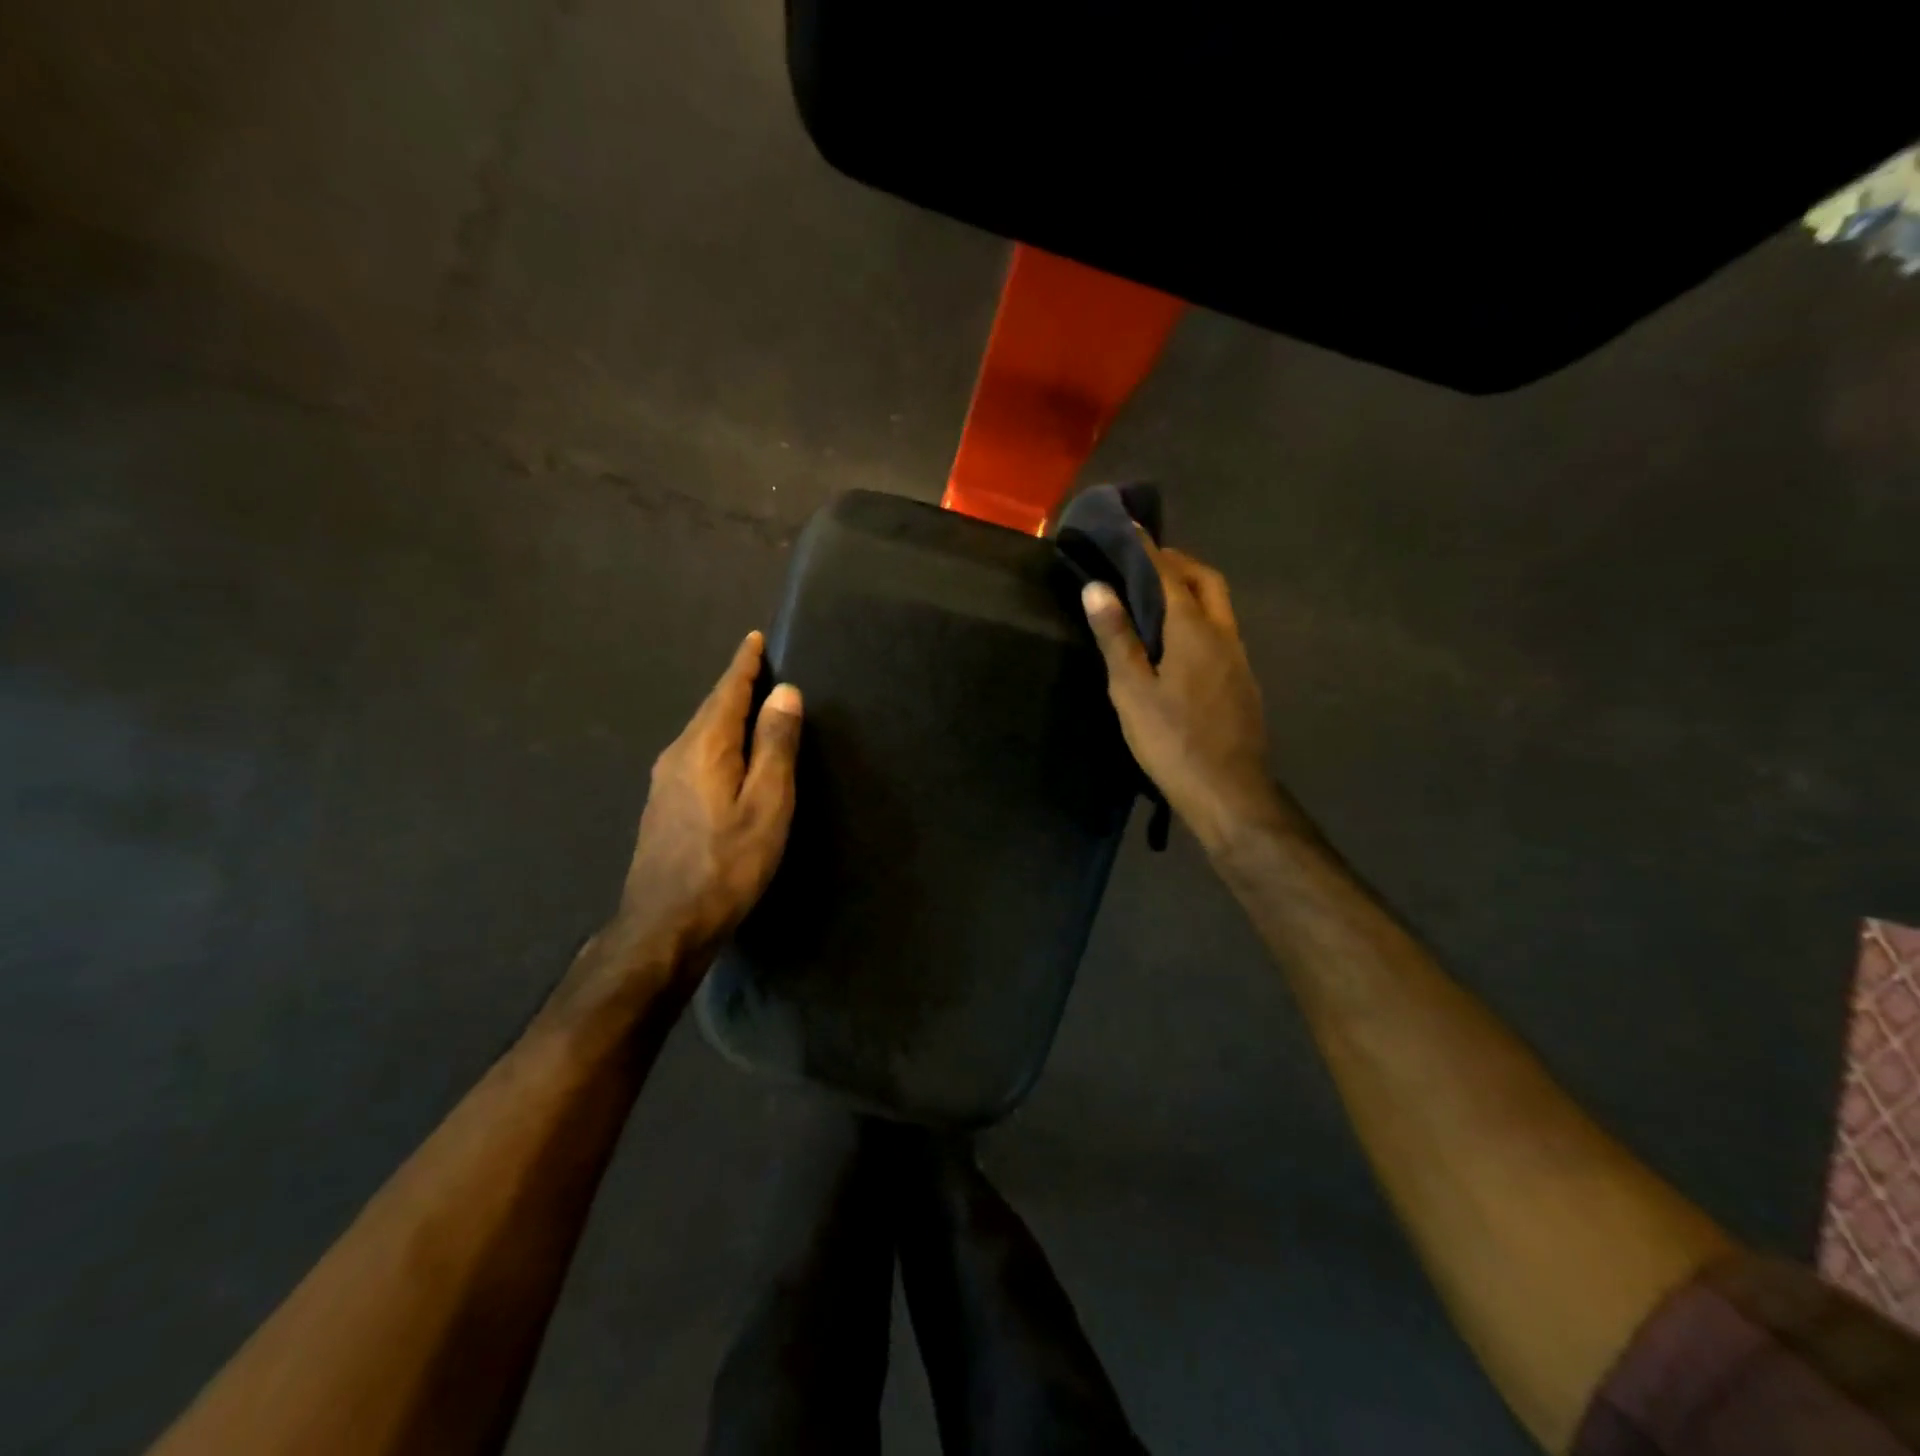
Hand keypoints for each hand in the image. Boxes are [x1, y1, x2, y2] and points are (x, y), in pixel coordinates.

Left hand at [610, 631, 802, 972]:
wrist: (666, 924)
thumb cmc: (728, 863)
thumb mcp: (766, 803)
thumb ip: (775, 746)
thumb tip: (785, 693)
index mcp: (705, 746)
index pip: (728, 692)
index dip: (745, 665)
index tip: (755, 639)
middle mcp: (678, 754)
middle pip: (711, 709)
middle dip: (735, 686)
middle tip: (760, 667)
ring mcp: (665, 782)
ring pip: (701, 733)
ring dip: (725, 715)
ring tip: (749, 706)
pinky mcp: (664, 806)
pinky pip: (695, 756)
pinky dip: (717, 741)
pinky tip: (727, 756)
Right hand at [1082, 543, 1278, 849]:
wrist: (1229, 792)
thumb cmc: (1172, 740)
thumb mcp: (1132, 690)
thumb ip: (1116, 637)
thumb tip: (1097, 587)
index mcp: (1194, 630)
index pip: (1169, 574)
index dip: (1146, 549)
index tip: (1128, 527)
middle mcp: (1223, 634)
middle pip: (1207, 581)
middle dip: (1178, 562)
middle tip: (1145, 562)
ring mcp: (1239, 659)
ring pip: (1218, 607)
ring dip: (1192, 590)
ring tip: (1157, 597)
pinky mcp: (1242, 682)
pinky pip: (1221, 632)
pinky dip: (1199, 618)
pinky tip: (1178, 643)